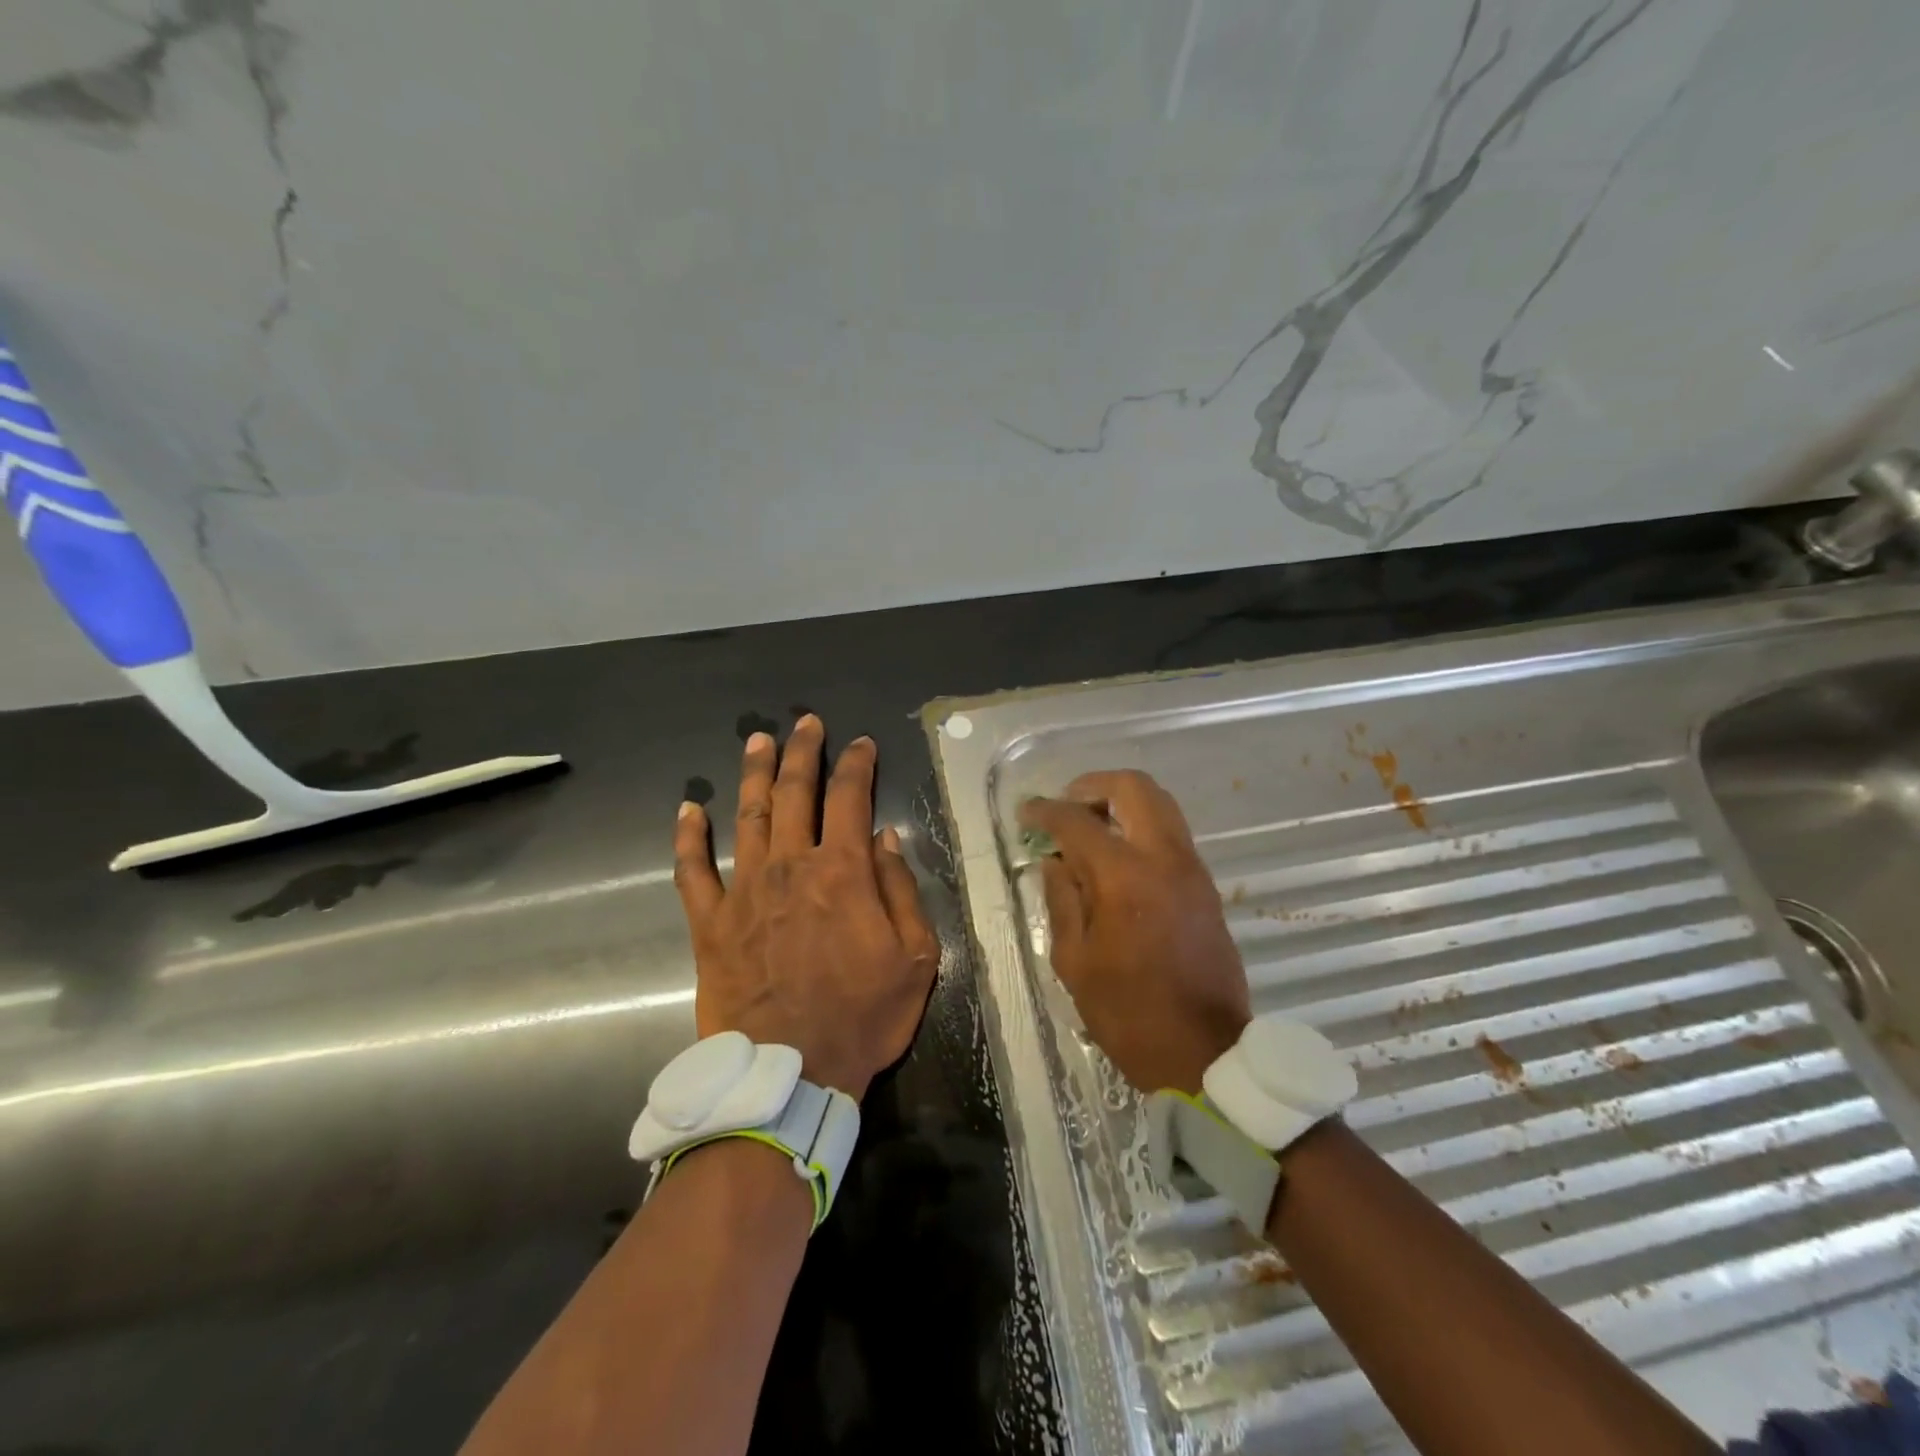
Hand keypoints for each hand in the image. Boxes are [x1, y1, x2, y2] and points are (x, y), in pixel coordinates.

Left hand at [672, 716, 938, 1101]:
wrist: (791, 1075)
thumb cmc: (862, 1017)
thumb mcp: (913, 958)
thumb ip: (900, 890)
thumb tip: (886, 837)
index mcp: (842, 872)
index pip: (850, 798)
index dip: (857, 765)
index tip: (862, 743)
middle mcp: (790, 867)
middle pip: (794, 793)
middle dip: (802, 752)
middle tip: (805, 722)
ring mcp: (744, 892)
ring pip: (747, 817)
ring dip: (753, 774)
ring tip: (757, 740)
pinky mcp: (710, 923)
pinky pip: (693, 871)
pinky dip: (689, 837)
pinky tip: (690, 808)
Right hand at [1020, 770, 1250, 1092]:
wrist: (1206, 1052)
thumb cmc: (1128, 1013)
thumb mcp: (1074, 961)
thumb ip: (1061, 899)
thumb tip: (1055, 860)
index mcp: (1123, 877)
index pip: (1077, 820)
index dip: (1045, 810)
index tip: (1025, 813)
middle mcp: (1163, 857)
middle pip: (1133, 786)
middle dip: (1092, 786)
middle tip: (1066, 808)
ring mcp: (1191, 867)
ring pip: (1160, 803)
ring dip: (1121, 801)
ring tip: (1090, 827)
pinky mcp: (1205, 884)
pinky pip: (1171, 831)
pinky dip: (1141, 824)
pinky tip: (1117, 855)